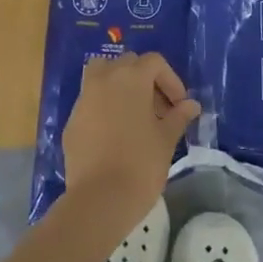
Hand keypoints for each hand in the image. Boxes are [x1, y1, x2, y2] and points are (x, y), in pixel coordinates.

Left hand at [63, 52, 199, 229]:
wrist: (100, 199)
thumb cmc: (141, 164)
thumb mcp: (167, 139)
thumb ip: (179, 116)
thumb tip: (191, 105)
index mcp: (131, 78)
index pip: (154, 62)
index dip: (171, 80)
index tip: (179, 105)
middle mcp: (104, 80)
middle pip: (127, 64)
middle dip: (145, 80)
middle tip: (159, 110)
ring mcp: (83, 100)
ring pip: (101, 76)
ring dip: (119, 87)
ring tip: (134, 115)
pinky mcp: (71, 122)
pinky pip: (90, 103)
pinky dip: (103, 108)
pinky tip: (114, 135)